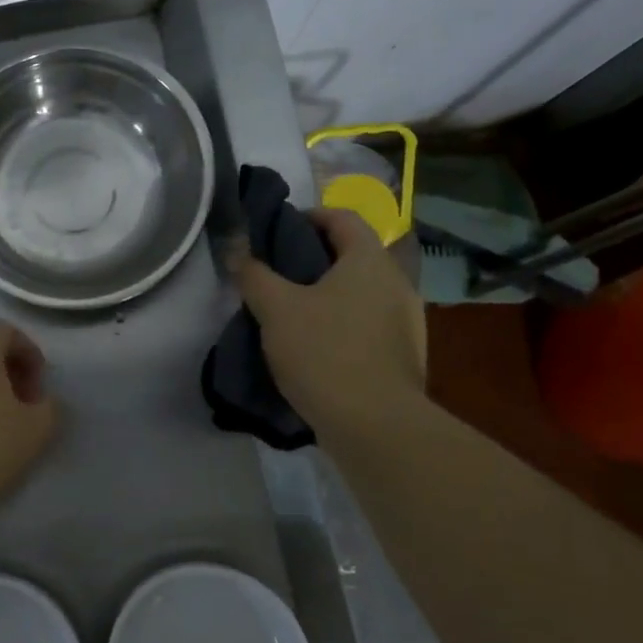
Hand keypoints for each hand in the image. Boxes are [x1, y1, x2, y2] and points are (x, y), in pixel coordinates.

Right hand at [231, 208, 425, 446]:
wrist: (375, 426)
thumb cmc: (324, 352)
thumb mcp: (275, 309)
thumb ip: (253, 274)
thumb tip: (235, 249)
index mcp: (369, 260)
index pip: (342, 217)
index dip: (307, 216)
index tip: (276, 231)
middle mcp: (396, 282)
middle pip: (352, 254)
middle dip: (313, 258)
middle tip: (276, 273)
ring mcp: (407, 321)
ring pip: (360, 292)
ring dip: (328, 294)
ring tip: (291, 312)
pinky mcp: (404, 355)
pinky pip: (368, 324)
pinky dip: (342, 323)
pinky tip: (316, 346)